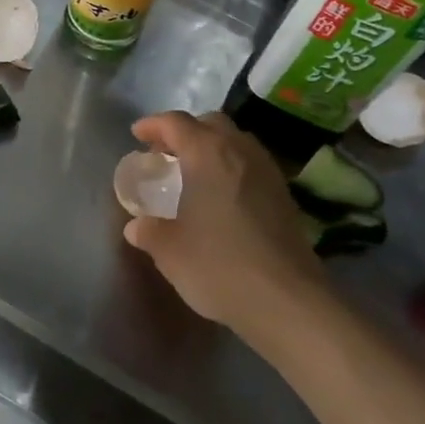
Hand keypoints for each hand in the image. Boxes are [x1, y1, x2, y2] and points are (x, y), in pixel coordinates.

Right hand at [122, 111, 330, 340]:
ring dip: (211, 148)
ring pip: (236, 142)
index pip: (176, 122)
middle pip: (210, 124)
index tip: (137, 134)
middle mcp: (240, 151)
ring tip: (193, 174)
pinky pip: (251, 165)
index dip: (153, 125)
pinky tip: (221, 197)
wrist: (287, 301)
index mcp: (208, 154)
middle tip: (166, 154)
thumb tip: (138, 225)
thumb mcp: (169, 250)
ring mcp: (268, 172)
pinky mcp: (285, 196)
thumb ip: (149, 230)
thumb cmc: (219, 265)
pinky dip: (231, 168)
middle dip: (185, 132)